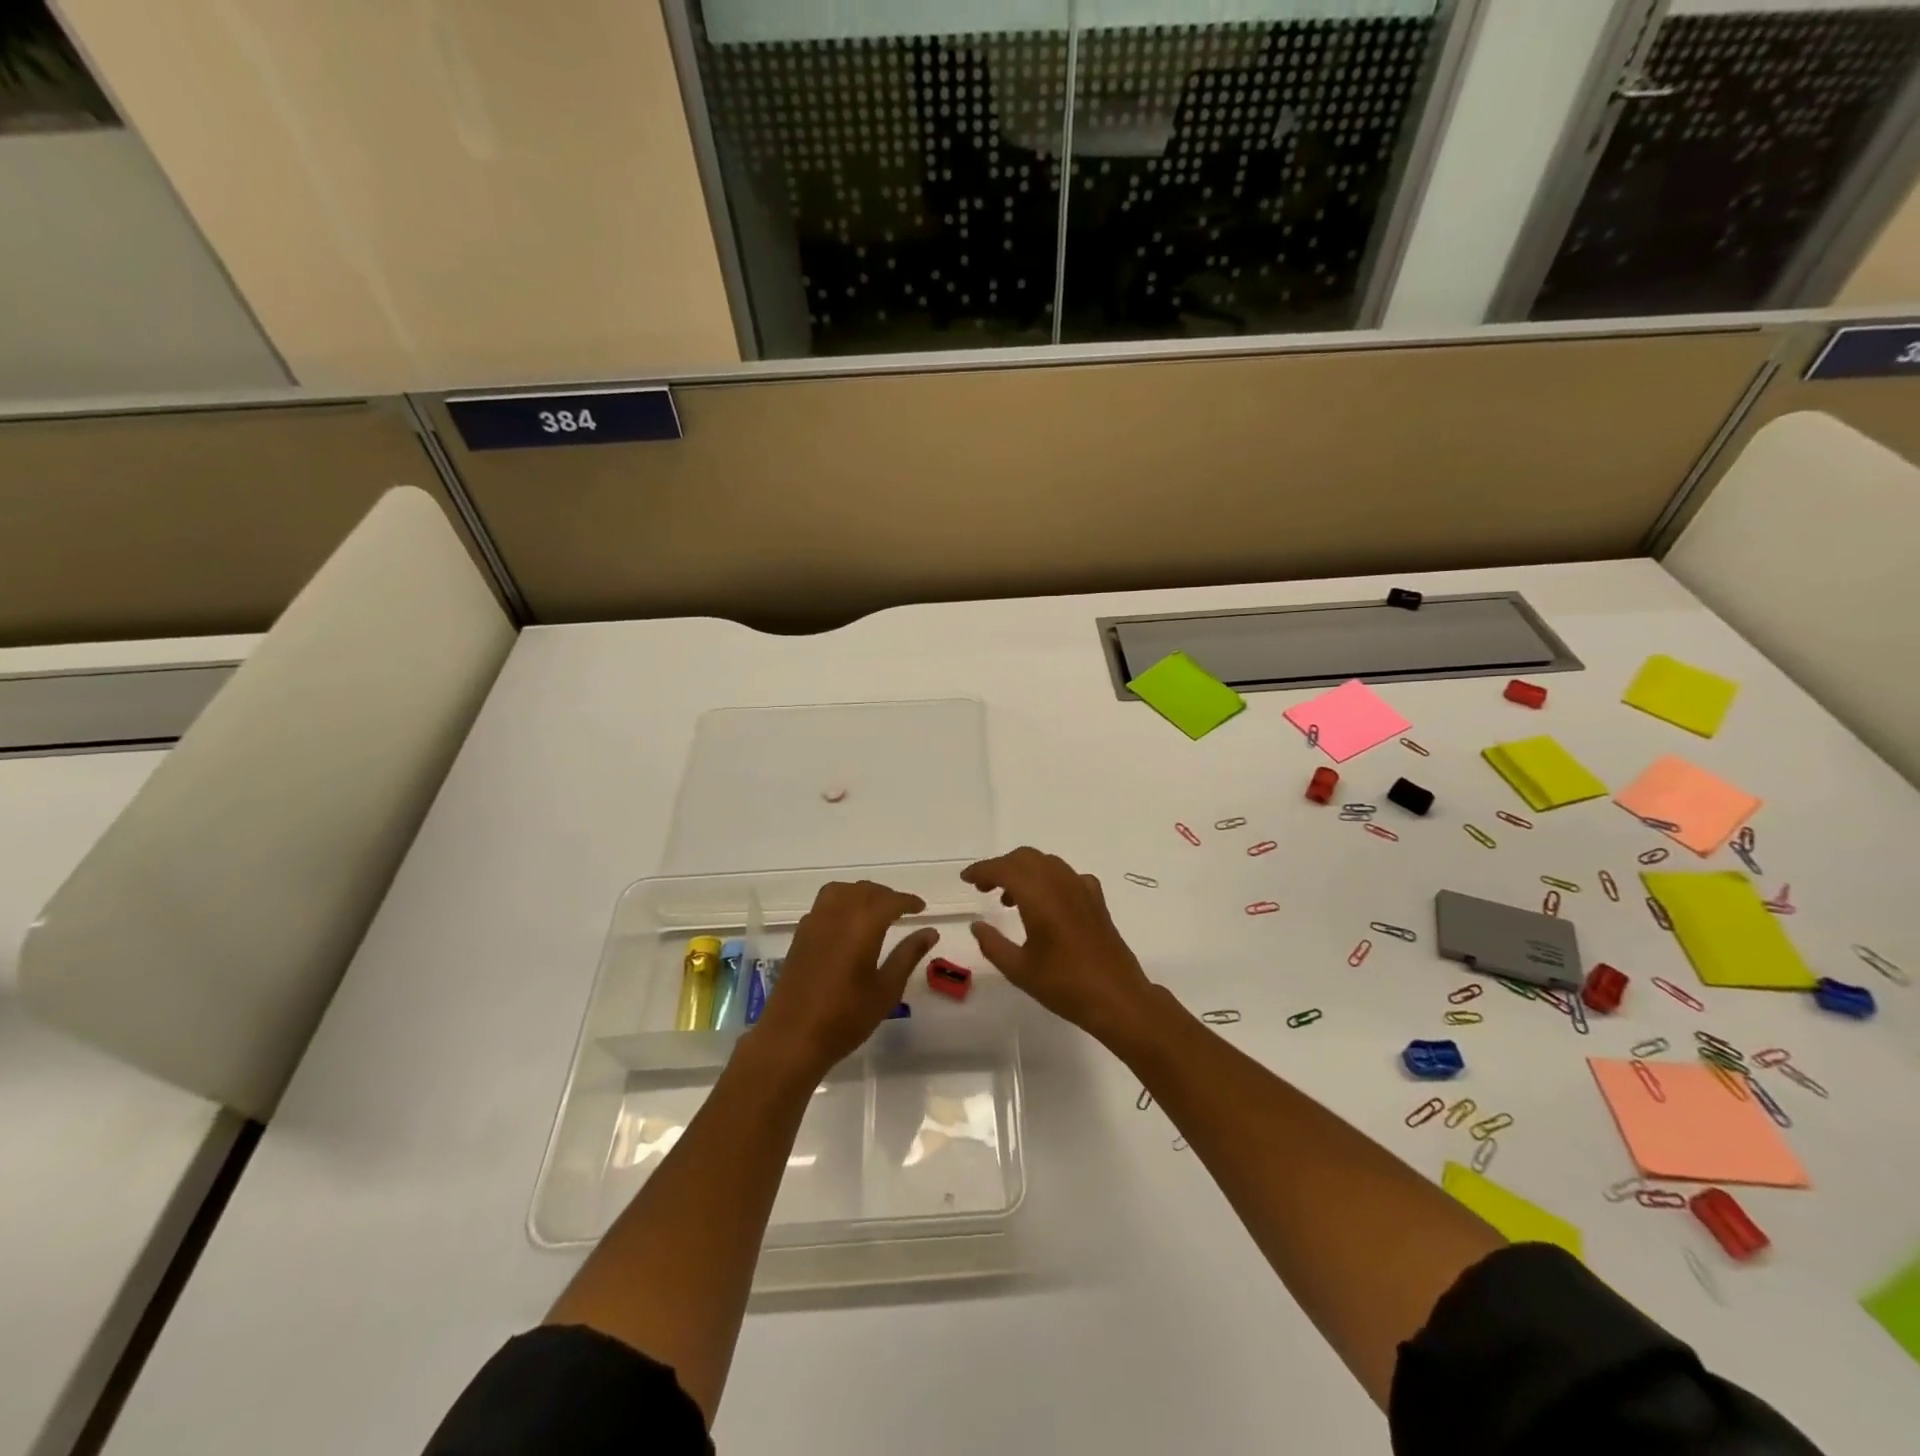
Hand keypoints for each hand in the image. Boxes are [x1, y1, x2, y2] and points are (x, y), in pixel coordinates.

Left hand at [752, 881, 937, 1074]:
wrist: (792, 1038)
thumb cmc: (846, 1017)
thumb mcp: (886, 989)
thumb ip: (908, 955)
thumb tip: (930, 931)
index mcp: (863, 924)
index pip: (890, 900)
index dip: (908, 901)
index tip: (921, 908)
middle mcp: (837, 914)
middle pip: (864, 890)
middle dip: (886, 895)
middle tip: (902, 910)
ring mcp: (814, 923)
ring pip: (841, 891)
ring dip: (861, 894)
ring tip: (874, 912)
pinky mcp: (800, 935)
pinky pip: (824, 904)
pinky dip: (841, 903)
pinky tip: (847, 925)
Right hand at [962, 848, 1154, 1041]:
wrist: (1117, 998)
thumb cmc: (1064, 985)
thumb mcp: (1018, 969)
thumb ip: (992, 943)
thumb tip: (977, 925)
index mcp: (1039, 896)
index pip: (1004, 869)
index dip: (982, 870)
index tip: (966, 879)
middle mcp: (1060, 883)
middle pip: (1025, 858)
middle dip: (1001, 867)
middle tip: (984, 888)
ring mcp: (1082, 888)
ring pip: (1047, 863)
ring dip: (1024, 871)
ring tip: (1009, 900)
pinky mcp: (1096, 900)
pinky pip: (1068, 876)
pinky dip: (1049, 880)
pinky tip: (1047, 903)